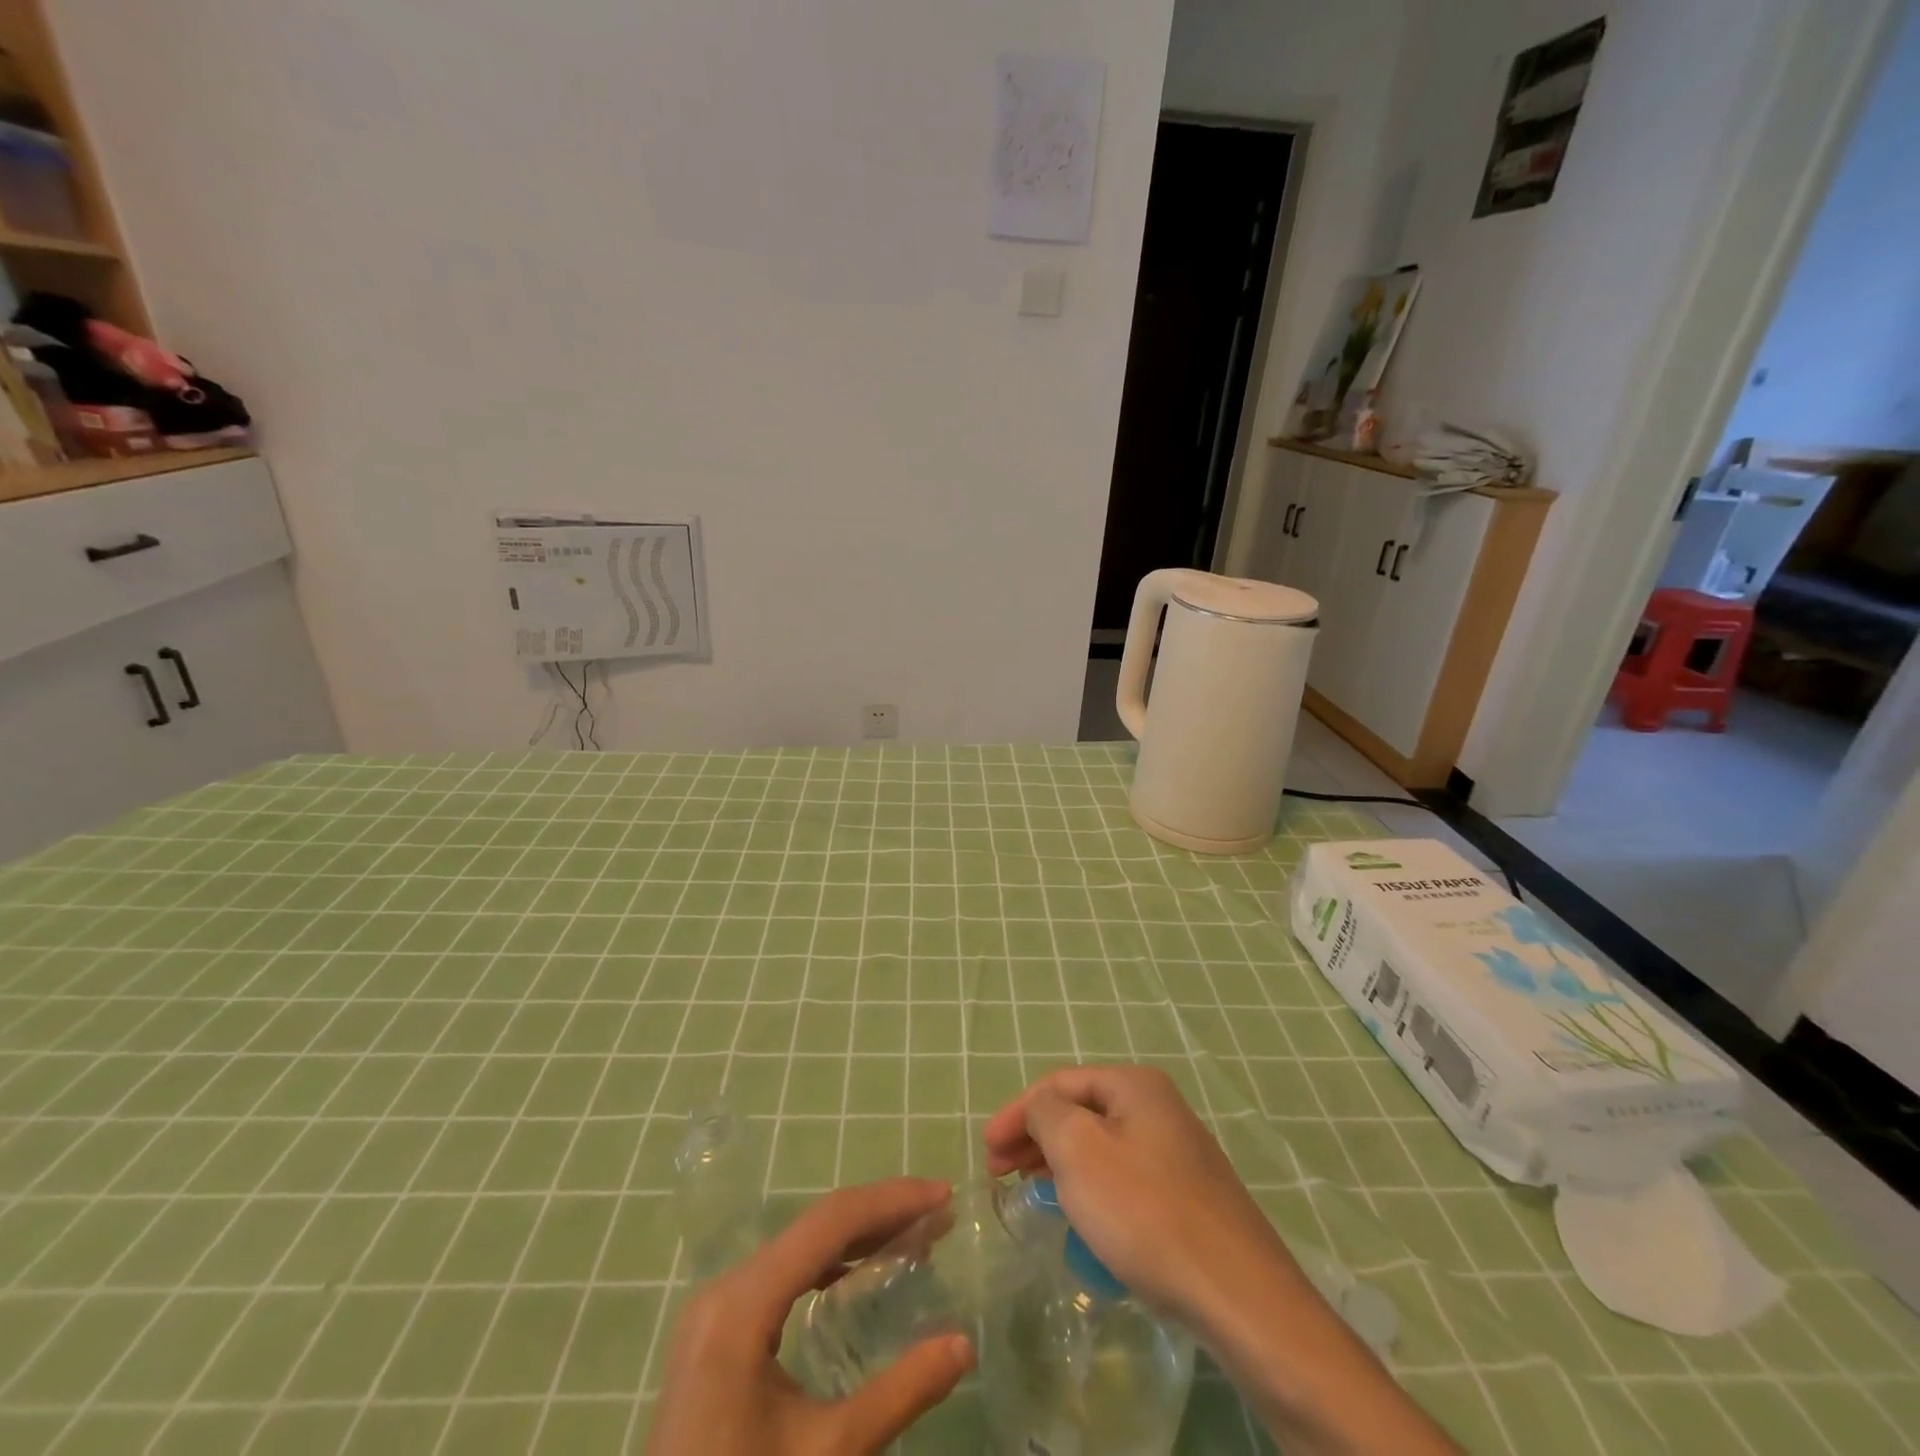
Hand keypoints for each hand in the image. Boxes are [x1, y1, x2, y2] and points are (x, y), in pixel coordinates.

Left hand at [646, 1178, 974, 1455]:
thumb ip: (899, 1394)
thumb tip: (965, 1345)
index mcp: (743, 1305)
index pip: (830, 1223)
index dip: (891, 1201)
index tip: (943, 1195)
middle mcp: (725, 1288)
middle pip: (815, 1226)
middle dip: (881, 1215)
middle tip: (938, 1216)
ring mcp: (716, 1307)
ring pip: (799, 1245)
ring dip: (858, 1236)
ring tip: (914, 1238)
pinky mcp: (716, 1329)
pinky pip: (781, 1273)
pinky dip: (828, 1263)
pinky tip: (860, 1272)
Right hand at [982, 1063, 1297, 1324]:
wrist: (1239, 1295)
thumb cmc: (1146, 1212)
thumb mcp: (1079, 1150)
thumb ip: (1047, 1113)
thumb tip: (1042, 1109)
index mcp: (1135, 1085)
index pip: (1059, 1083)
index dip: (1016, 1112)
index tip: (986, 1151)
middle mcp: (1159, 1107)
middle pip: (1080, 1111)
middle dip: (1035, 1137)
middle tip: (999, 1173)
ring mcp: (1177, 1152)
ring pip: (1101, 1146)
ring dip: (1060, 1163)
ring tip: (1030, 1192)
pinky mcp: (1188, 1195)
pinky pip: (1124, 1177)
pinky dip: (1091, 1187)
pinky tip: (1081, 1215)